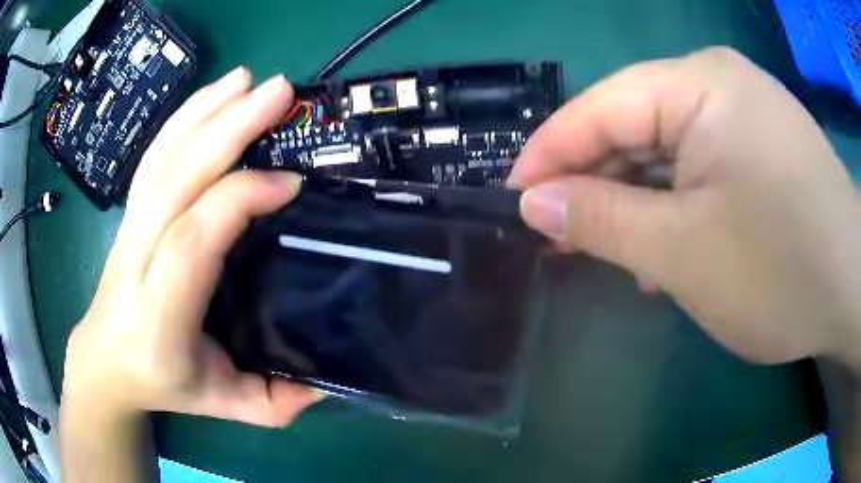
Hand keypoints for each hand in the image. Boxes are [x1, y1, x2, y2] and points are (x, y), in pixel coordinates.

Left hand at [62, 68, 319, 426]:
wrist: (105, 359)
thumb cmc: (162, 382)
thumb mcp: (223, 405)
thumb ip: (272, 401)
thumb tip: (325, 382)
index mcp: (158, 312)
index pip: (192, 238)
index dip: (239, 199)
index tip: (290, 183)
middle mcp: (136, 258)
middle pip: (175, 179)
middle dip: (227, 128)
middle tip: (279, 93)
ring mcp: (129, 227)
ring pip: (163, 157)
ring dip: (206, 111)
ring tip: (249, 80)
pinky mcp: (132, 212)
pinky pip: (155, 155)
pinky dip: (184, 117)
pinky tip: (213, 95)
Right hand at [509, 47, 860, 366]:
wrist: (851, 288)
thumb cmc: (780, 270)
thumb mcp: (684, 251)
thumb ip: (602, 218)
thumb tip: (532, 203)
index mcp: (699, 84)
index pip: (601, 108)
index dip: (549, 153)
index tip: (510, 197)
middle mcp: (718, 82)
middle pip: (634, 124)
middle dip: (593, 179)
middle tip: (555, 232)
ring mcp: (743, 112)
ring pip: (666, 148)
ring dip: (635, 197)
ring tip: (605, 246)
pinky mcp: (759, 144)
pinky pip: (698, 163)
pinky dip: (673, 201)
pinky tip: (662, 243)